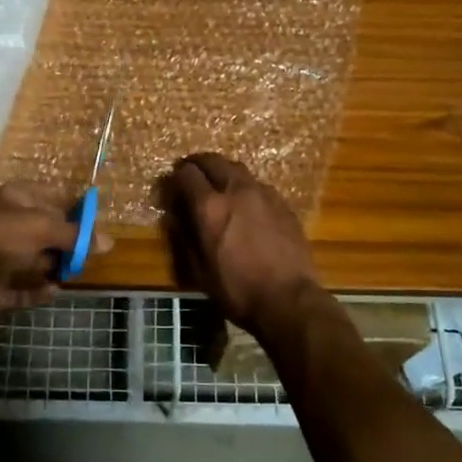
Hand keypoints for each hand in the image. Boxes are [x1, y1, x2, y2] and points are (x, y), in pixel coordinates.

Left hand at [0, 184, 96, 322]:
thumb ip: (75, 236)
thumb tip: (110, 242)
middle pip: (48, 232)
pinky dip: (38, 292)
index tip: (98, 226)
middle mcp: (10, 225)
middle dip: (68, 243)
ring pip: (37, 261)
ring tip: (72, 272)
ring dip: (55, 267)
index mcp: (18, 199)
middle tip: (87, 255)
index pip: (54, 198)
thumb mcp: (41, 228)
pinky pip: (23, 290)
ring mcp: (1, 257)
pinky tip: (52, 291)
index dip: (76, 210)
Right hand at [159, 153, 319, 340]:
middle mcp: (235, 191)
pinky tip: (246, 203)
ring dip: (223, 171)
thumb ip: (185, 238)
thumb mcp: (199, 271)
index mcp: (210, 207)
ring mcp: (263, 194)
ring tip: (219, 183)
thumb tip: (177, 217)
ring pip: (238, 168)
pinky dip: (245, 187)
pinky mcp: (283, 203)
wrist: (289, 299)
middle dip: (198, 163)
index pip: (187, 174)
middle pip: (213, 161)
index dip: (176, 176)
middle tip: (192, 172)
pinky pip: (258, 185)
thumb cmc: (238, 290)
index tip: (172, 184)